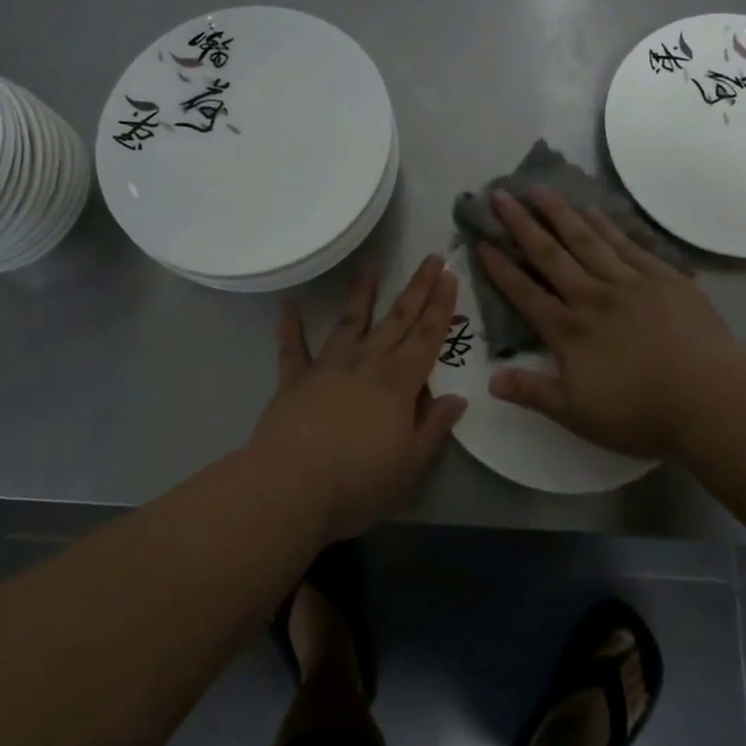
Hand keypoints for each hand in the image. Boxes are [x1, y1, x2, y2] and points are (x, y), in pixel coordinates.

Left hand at [250, 255, 468, 542]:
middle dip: (417, 288)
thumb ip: (433, 428)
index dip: (441, 306)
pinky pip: (292, 348)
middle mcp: (366, 364)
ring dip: (362, 293)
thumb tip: (457, 398)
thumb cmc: (358, 483)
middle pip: (397, 319)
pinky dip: (290, 326)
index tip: (450, 276)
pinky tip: (289, 305)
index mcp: (399, 383)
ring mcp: (328, 367)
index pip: (427, 337)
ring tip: (371, 265)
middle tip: (431, 258)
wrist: (290, 488)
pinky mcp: (294, 380)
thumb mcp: (411, 465)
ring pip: (350, 321)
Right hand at [476, 188, 737, 459]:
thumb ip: (532, 392)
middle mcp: (592, 298)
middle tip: (501, 195)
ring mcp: (629, 284)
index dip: (500, 269)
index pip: (525, 293)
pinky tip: (593, 210)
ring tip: (540, 188)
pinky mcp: (663, 278)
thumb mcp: (577, 414)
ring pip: (587, 240)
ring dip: (560, 213)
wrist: (710, 397)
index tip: (481, 242)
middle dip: (522, 225)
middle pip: (550, 255)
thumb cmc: (640, 412)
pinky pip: (628, 245)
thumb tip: (490, 380)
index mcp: (568, 331)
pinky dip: (607, 226)